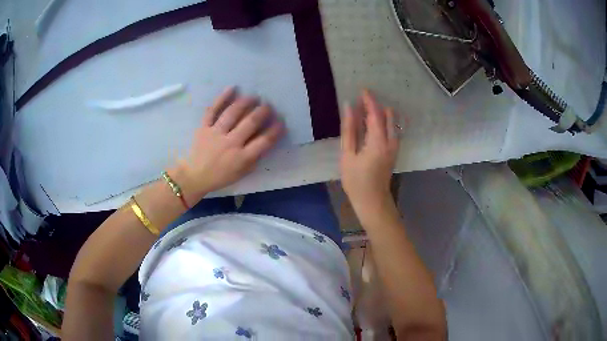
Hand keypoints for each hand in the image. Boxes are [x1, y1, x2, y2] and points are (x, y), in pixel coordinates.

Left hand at [171, 87, 283, 202]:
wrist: (194, 176)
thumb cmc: (220, 176)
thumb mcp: (242, 173)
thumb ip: (254, 158)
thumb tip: (266, 141)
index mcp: (241, 158)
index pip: (264, 141)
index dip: (275, 130)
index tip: (281, 121)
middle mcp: (230, 143)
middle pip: (250, 123)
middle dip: (262, 112)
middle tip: (268, 106)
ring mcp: (216, 134)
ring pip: (232, 113)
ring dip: (245, 102)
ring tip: (253, 97)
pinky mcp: (204, 127)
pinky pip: (212, 110)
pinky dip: (221, 98)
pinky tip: (232, 88)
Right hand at [340, 90, 398, 218]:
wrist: (372, 201)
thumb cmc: (356, 180)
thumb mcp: (348, 155)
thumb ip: (349, 130)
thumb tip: (348, 108)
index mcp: (378, 141)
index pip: (375, 114)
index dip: (369, 101)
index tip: (363, 90)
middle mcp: (390, 141)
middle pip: (387, 116)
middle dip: (376, 106)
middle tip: (362, 100)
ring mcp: (394, 147)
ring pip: (391, 123)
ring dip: (381, 113)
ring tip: (366, 111)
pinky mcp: (394, 151)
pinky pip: (392, 130)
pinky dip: (384, 122)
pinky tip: (373, 124)